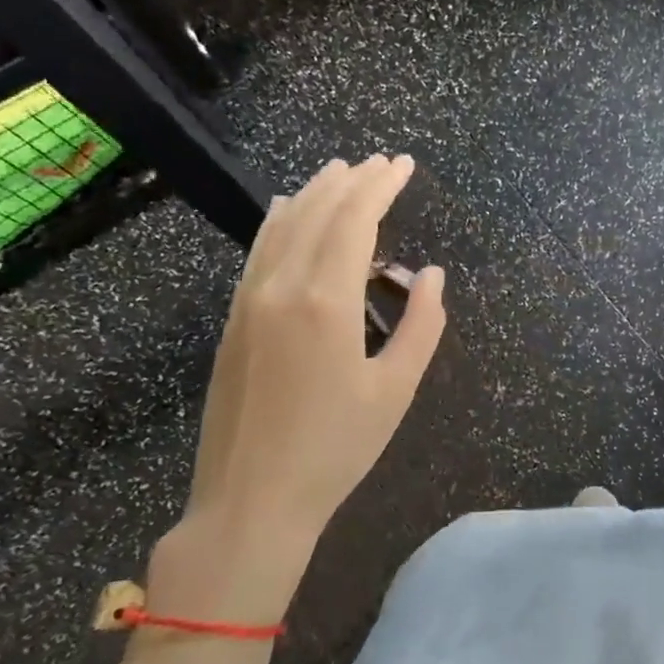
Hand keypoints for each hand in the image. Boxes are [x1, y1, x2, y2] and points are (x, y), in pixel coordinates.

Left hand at [148, 155, 445, 622]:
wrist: (251, 500)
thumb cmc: (336, 449)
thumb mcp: (396, 390)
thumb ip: (421, 324)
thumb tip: (430, 274)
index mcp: (327, 301)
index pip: (356, 220)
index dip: (382, 186)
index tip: (403, 164)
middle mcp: (282, 286)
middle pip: (319, 212)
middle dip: (353, 181)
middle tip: (382, 163)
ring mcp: (249, 300)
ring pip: (283, 225)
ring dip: (316, 192)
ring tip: (342, 171)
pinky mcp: (234, 319)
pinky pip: (258, 250)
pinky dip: (279, 220)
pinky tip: (287, 209)